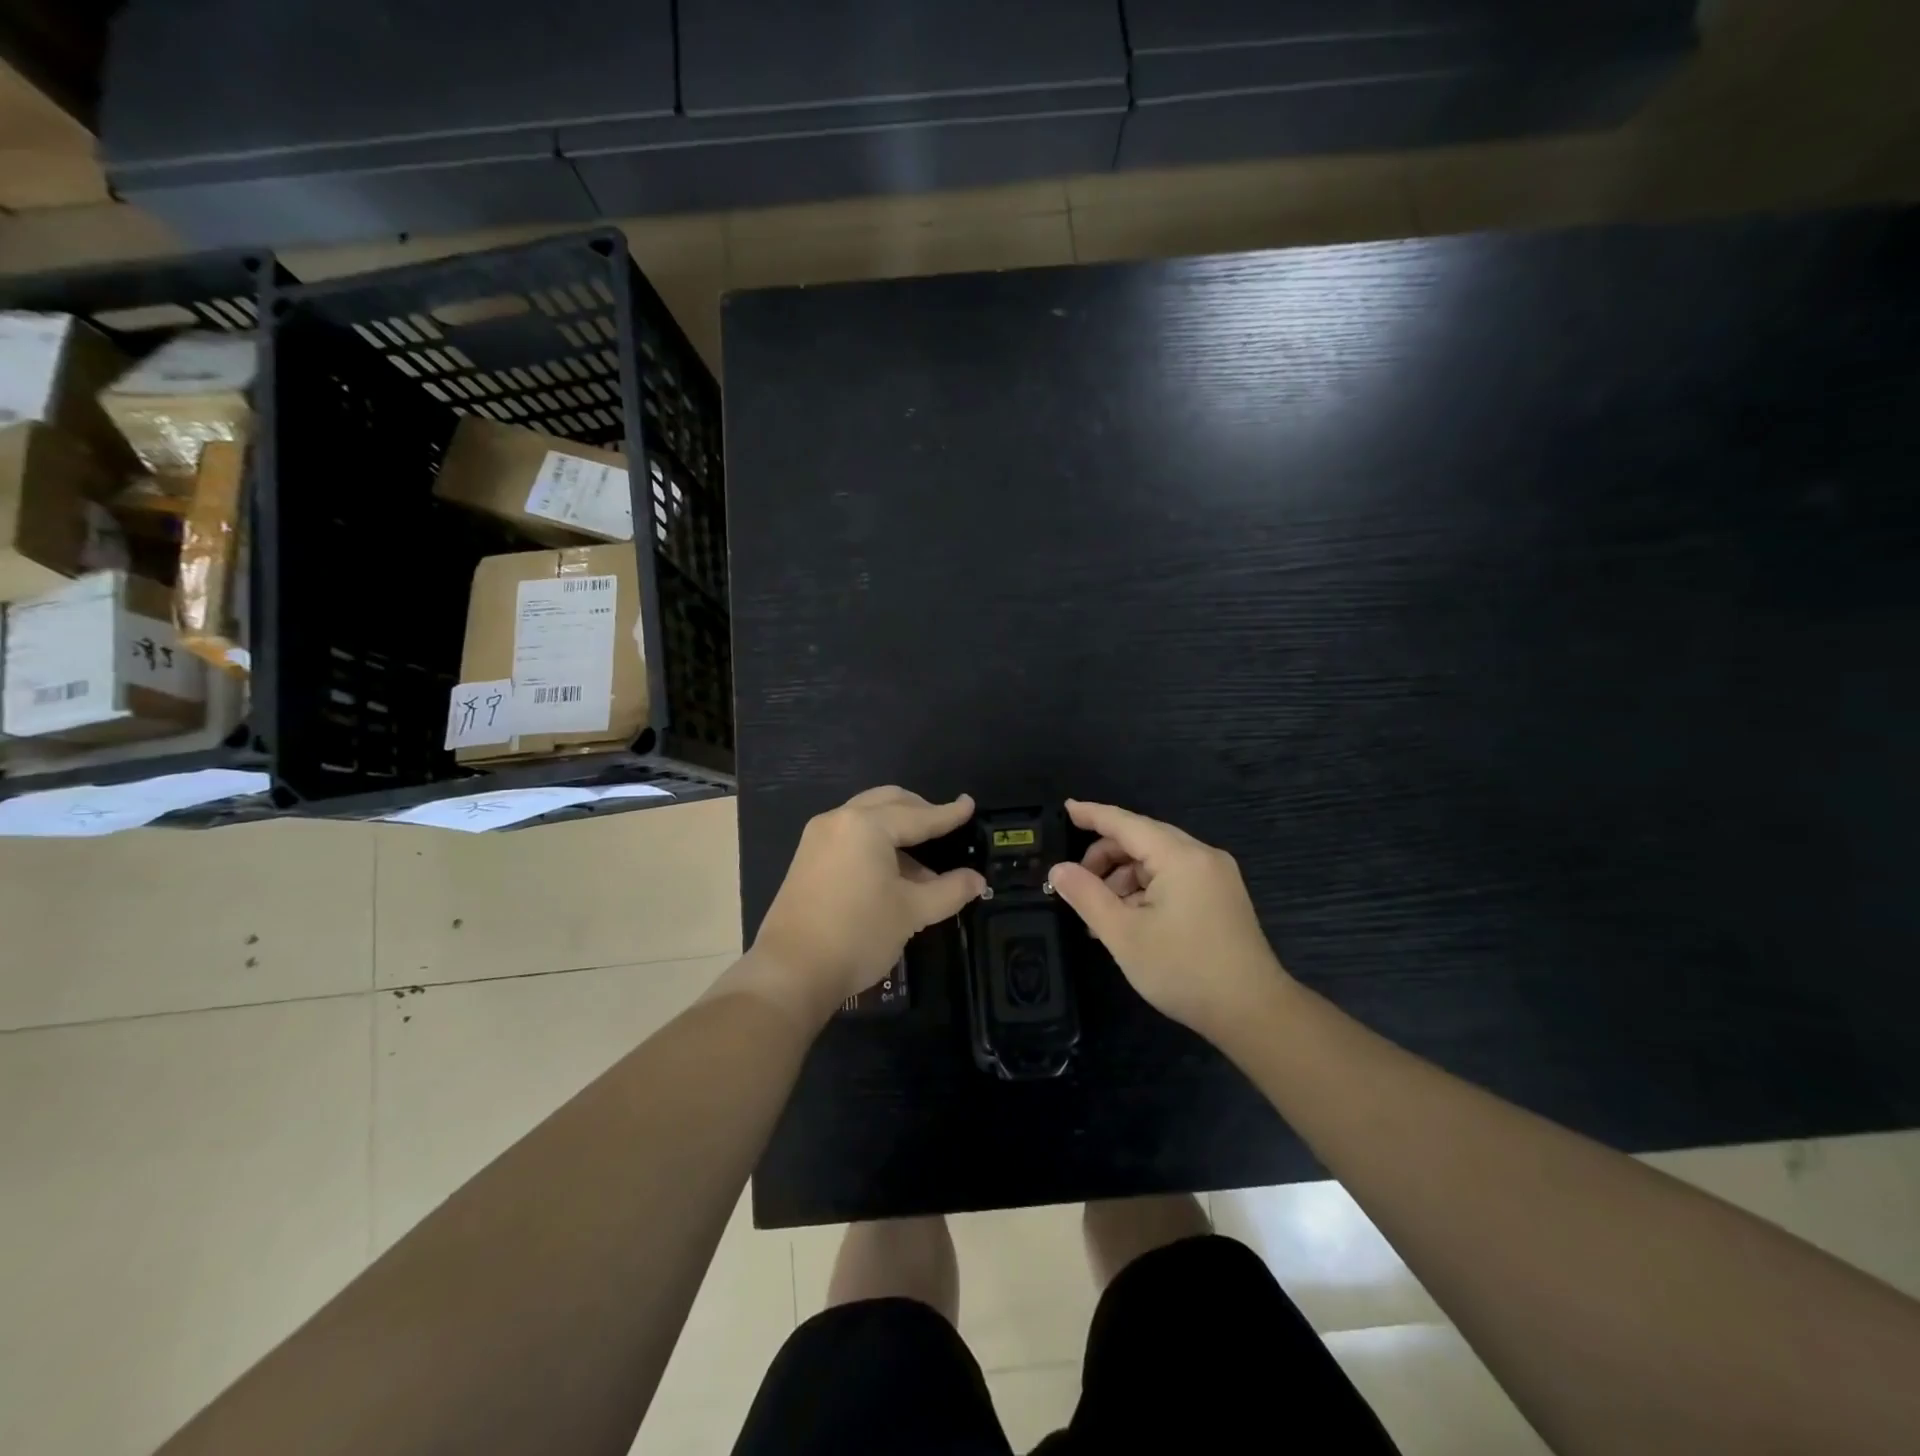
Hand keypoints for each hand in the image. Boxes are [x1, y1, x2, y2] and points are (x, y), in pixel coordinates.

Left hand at [752, 787, 986, 1014]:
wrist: (791, 971)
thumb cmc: (858, 934)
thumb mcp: (912, 912)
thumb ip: (949, 890)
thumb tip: (977, 881)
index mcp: (867, 825)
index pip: (919, 816)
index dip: (948, 814)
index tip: (969, 804)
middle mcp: (840, 820)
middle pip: (888, 802)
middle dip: (919, 811)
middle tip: (945, 826)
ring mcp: (818, 837)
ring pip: (867, 817)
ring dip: (897, 829)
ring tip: (923, 862)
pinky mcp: (807, 858)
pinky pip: (850, 835)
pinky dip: (875, 842)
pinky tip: (892, 872)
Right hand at [1047, 799, 1287, 1040]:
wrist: (1254, 1013)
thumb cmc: (1184, 970)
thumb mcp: (1124, 934)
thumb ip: (1087, 896)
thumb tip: (1058, 870)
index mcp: (1180, 857)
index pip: (1126, 823)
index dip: (1093, 815)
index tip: (1065, 808)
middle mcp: (1202, 856)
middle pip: (1142, 840)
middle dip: (1105, 858)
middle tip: (1076, 886)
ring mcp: (1216, 876)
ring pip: (1157, 861)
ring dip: (1124, 879)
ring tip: (1101, 915)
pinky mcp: (1221, 897)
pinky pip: (1174, 878)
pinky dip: (1146, 890)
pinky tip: (1129, 920)